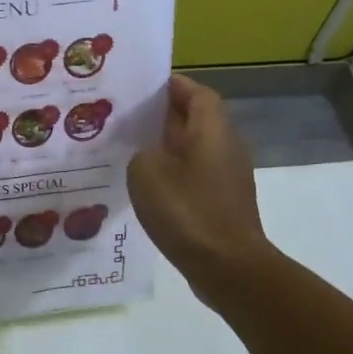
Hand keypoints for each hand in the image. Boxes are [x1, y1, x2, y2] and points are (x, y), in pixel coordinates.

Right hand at [128, 75, 272, 292]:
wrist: (228, 267)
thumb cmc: (187, 211)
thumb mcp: (146, 171)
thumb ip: (140, 151)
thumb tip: (147, 152)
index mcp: (211, 130)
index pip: (196, 92)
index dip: (171, 86)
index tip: (139, 87)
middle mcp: (225, 147)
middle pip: (195, 119)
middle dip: (162, 115)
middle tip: (124, 117)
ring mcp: (226, 177)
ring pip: (193, 148)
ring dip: (165, 146)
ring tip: (127, 149)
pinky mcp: (222, 203)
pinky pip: (193, 175)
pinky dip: (171, 173)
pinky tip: (145, 186)